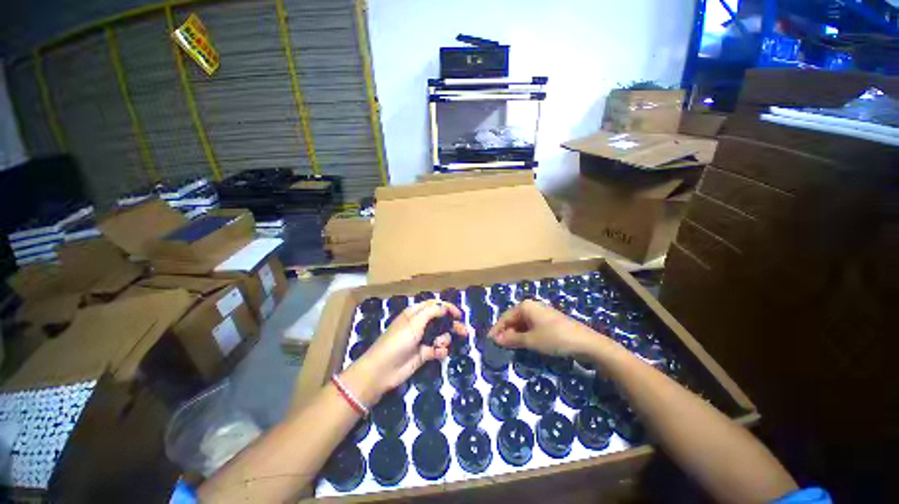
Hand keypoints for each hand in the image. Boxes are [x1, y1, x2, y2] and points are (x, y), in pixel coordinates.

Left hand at [343, 300, 466, 405]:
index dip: (447, 308)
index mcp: (415, 313)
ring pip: (441, 335)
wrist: (383, 370)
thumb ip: (431, 312)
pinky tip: (439, 353)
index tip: (459, 315)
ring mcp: (422, 339)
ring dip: (445, 339)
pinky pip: (437, 349)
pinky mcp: (424, 354)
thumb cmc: (398, 341)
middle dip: (452, 325)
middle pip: (441, 320)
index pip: (434, 305)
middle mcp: (420, 324)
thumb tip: (445, 307)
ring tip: (440, 344)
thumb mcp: (414, 322)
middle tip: (464, 331)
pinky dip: (440, 351)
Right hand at [489, 299, 601, 357]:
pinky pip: (531, 325)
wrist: (585, 342)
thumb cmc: (554, 338)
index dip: (497, 329)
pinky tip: (523, 343)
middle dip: (506, 332)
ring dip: (515, 334)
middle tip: (499, 345)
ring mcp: (541, 313)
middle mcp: (532, 306)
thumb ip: (512, 339)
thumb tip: (496, 340)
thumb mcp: (531, 340)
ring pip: (522, 323)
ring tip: (509, 346)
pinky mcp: (548, 320)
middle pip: (513, 319)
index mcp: (525, 306)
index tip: (489, 340)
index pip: (505, 317)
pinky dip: (525, 334)